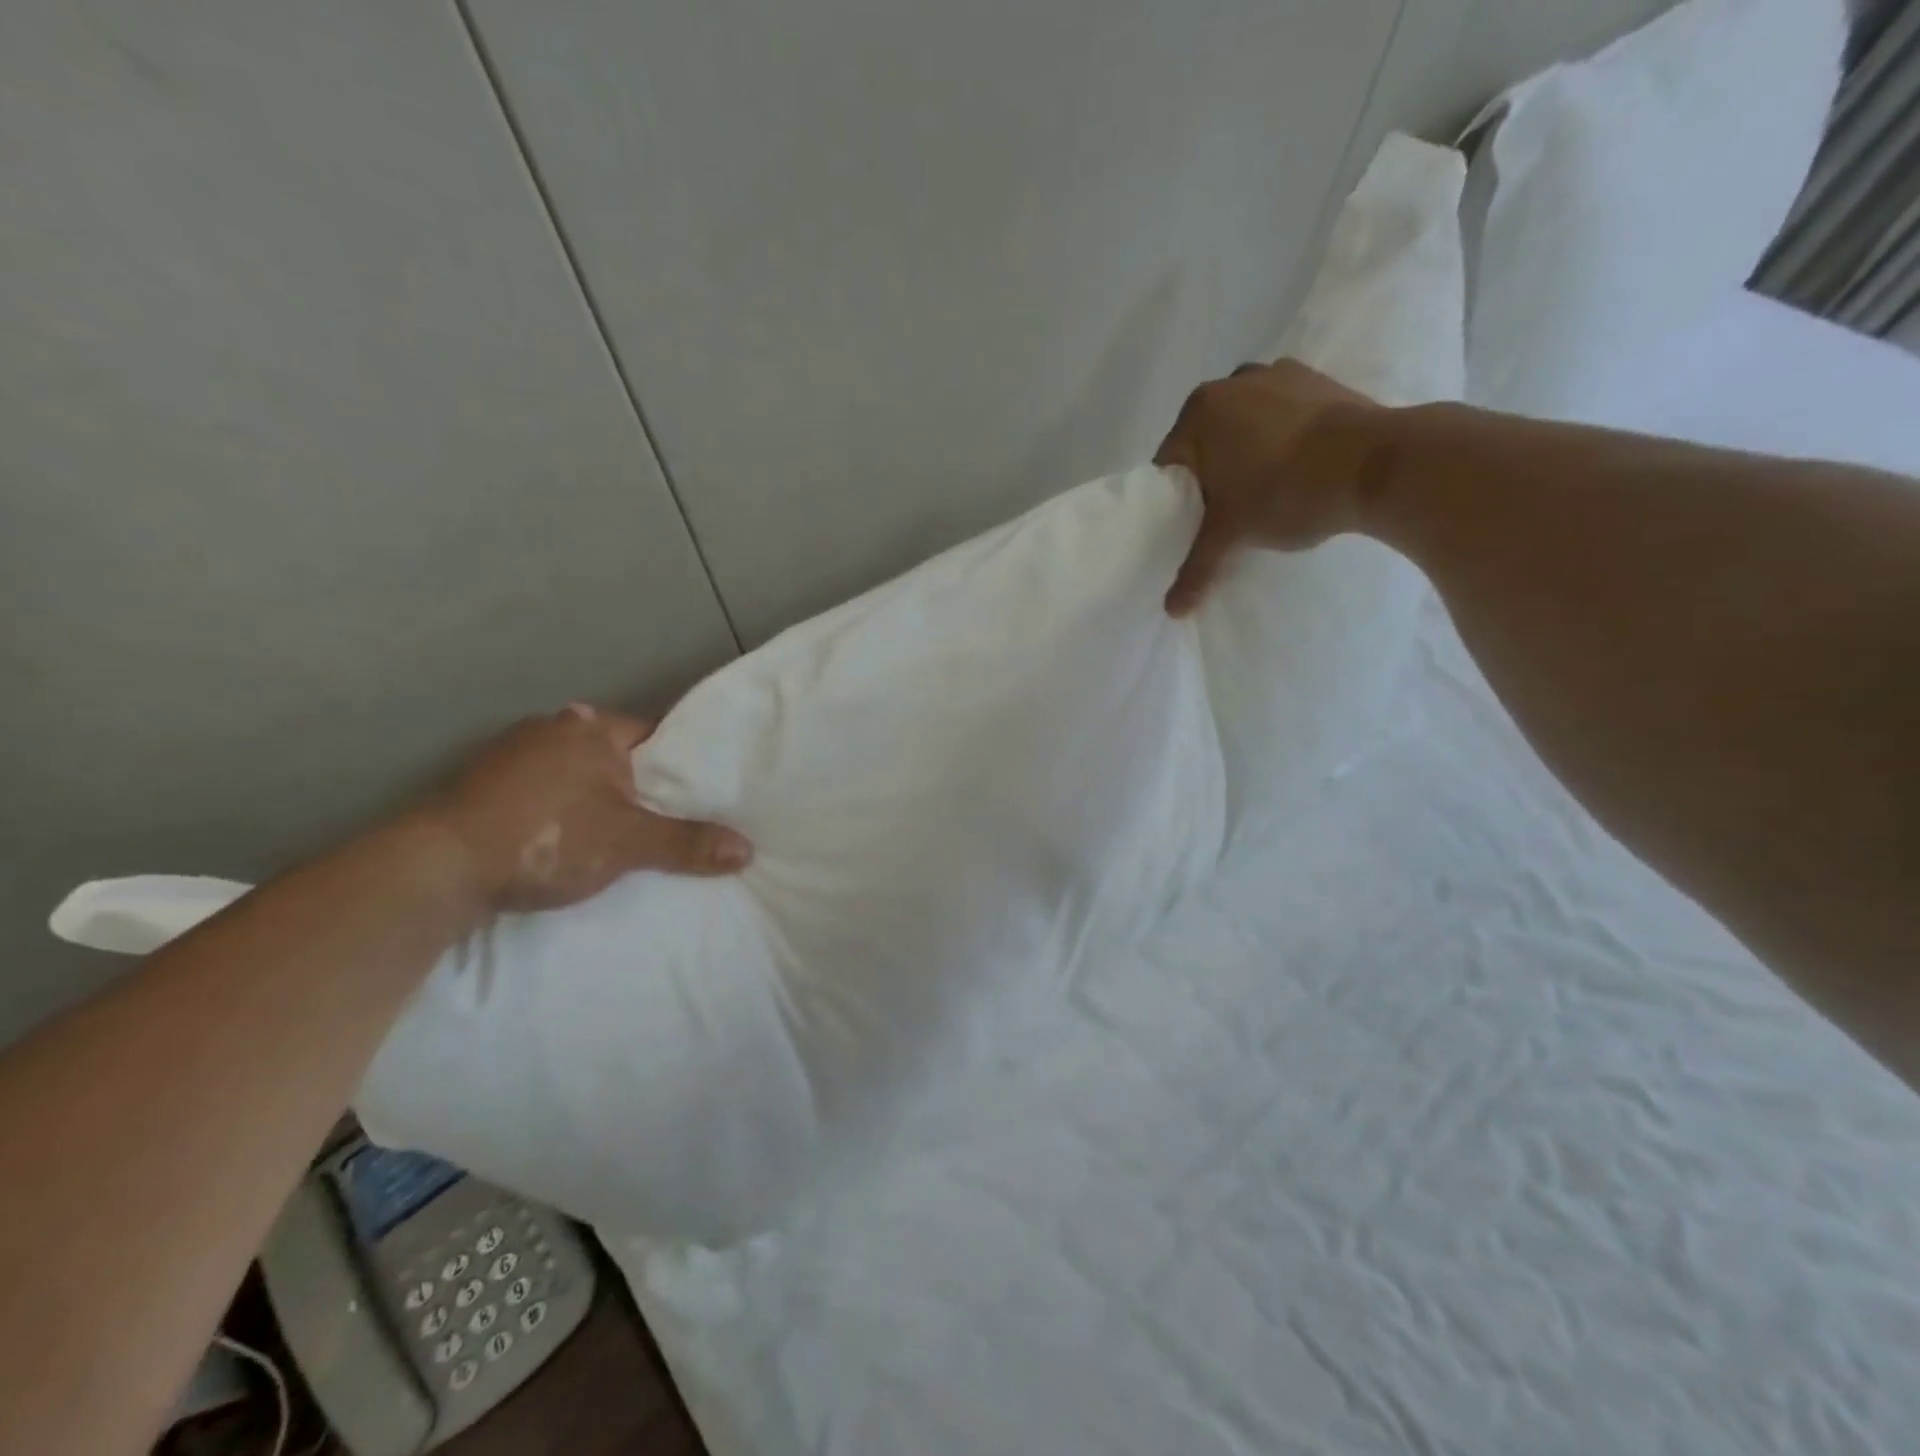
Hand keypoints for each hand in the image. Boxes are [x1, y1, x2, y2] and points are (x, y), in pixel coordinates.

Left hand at [423, 704, 751, 914]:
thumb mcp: (628, 843)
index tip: (695, 798)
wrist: (436, 868)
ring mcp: (508, 755)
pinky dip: (556, 812)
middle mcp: (549, 727)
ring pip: (574, 775)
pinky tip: (561, 841)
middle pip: (614, 756)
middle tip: (661, 821)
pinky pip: (539, 793)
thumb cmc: (546, 838)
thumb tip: (747, 849)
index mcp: (590, 727)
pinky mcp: (479, 786)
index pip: (653, 737)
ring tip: (615, 837)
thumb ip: (687, 843)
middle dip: (635, 786)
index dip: (677, 768)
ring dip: (592, 799)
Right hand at [1154, 360, 1384, 614]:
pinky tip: (1296, 467)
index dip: (1176, 500)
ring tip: (1264, 490)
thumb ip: (1196, 569)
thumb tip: (1172, 611)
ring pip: (1245, 426)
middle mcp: (1232, 383)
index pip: (1169, 465)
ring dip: (1246, 453)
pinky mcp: (1319, 380)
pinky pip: (1282, 414)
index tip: (1194, 524)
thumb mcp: (1232, 535)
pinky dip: (1281, 437)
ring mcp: (1278, 375)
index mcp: (1199, 412)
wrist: (1374, 465)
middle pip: (1206, 442)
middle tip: (1226, 513)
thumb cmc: (1284, 493)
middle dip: (1211, 475)